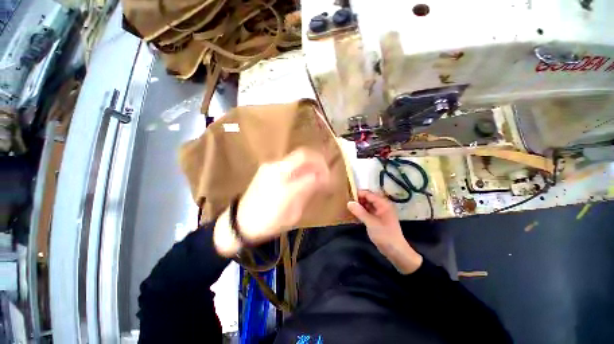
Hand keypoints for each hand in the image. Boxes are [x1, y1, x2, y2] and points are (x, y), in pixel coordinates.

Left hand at [214, 148, 329, 255]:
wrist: (241, 222)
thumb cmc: (269, 221)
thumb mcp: (293, 212)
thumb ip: (308, 191)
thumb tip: (322, 179)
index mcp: (284, 180)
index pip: (310, 165)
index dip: (324, 170)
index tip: (330, 179)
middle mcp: (277, 167)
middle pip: (304, 154)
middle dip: (318, 161)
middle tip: (325, 173)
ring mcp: (270, 166)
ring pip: (297, 156)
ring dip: (310, 163)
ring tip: (316, 175)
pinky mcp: (266, 168)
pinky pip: (289, 162)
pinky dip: (300, 166)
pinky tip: (302, 177)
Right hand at [347, 190, 422, 273]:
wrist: (396, 251)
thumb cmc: (384, 235)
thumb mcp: (371, 223)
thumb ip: (359, 212)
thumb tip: (349, 202)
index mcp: (383, 204)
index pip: (368, 194)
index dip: (358, 194)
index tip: (347, 196)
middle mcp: (382, 205)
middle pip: (368, 198)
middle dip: (358, 199)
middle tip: (346, 202)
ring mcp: (381, 212)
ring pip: (368, 204)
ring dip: (359, 205)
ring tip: (349, 207)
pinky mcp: (378, 218)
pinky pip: (369, 211)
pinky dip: (362, 211)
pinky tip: (354, 213)